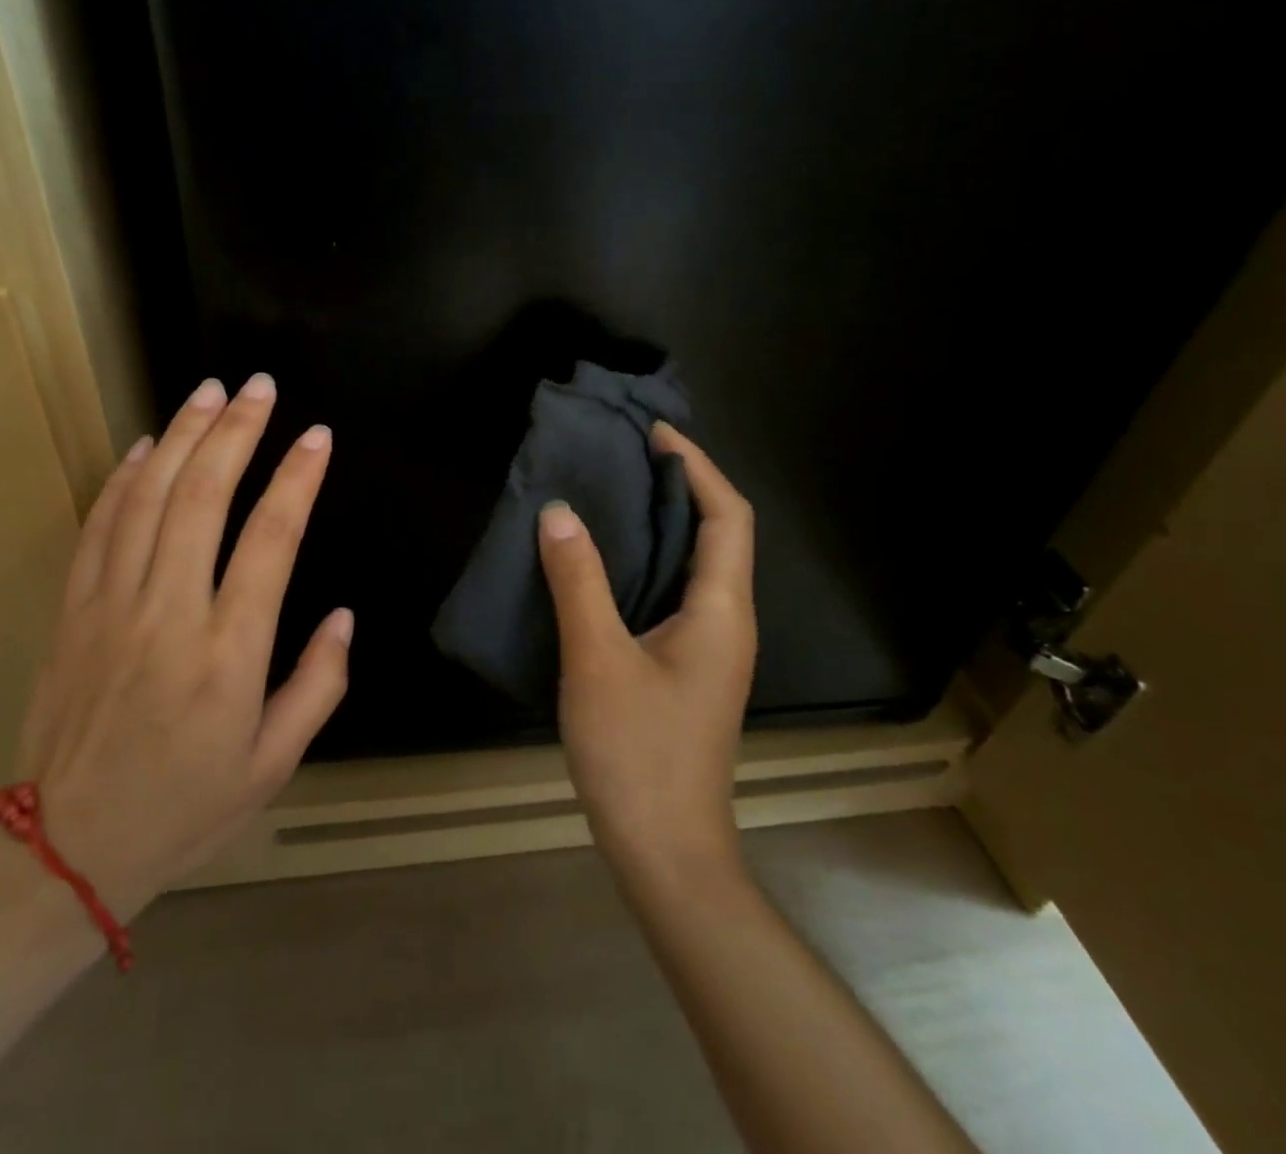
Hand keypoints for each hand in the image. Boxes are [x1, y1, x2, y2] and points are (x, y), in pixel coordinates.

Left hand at [11, 374, 350, 921]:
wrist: (65, 849)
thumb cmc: (184, 808)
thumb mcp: (273, 765)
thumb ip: (318, 685)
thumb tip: (343, 616)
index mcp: (229, 654)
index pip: (271, 540)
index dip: (297, 479)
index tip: (318, 436)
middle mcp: (170, 614)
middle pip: (204, 498)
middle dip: (237, 432)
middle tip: (259, 387)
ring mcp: (112, 606)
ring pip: (149, 499)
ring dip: (183, 437)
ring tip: (210, 392)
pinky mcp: (73, 611)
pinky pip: (99, 527)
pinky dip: (125, 478)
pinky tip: (148, 445)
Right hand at [537, 423, 757, 886]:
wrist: (664, 852)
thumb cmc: (638, 753)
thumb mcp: (597, 660)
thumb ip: (578, 581)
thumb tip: (557, 512)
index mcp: (720, 611)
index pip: (728, 516)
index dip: (697, 466)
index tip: (653, 433)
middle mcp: (724, 621)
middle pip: (716, 533)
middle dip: (678, 485)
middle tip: (622, 455)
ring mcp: (706, 648)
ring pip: (691, 565)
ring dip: (660, 523)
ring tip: (607, 492)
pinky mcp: (682, 667)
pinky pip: (668, 593)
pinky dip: (643, 561)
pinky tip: (599, 562)